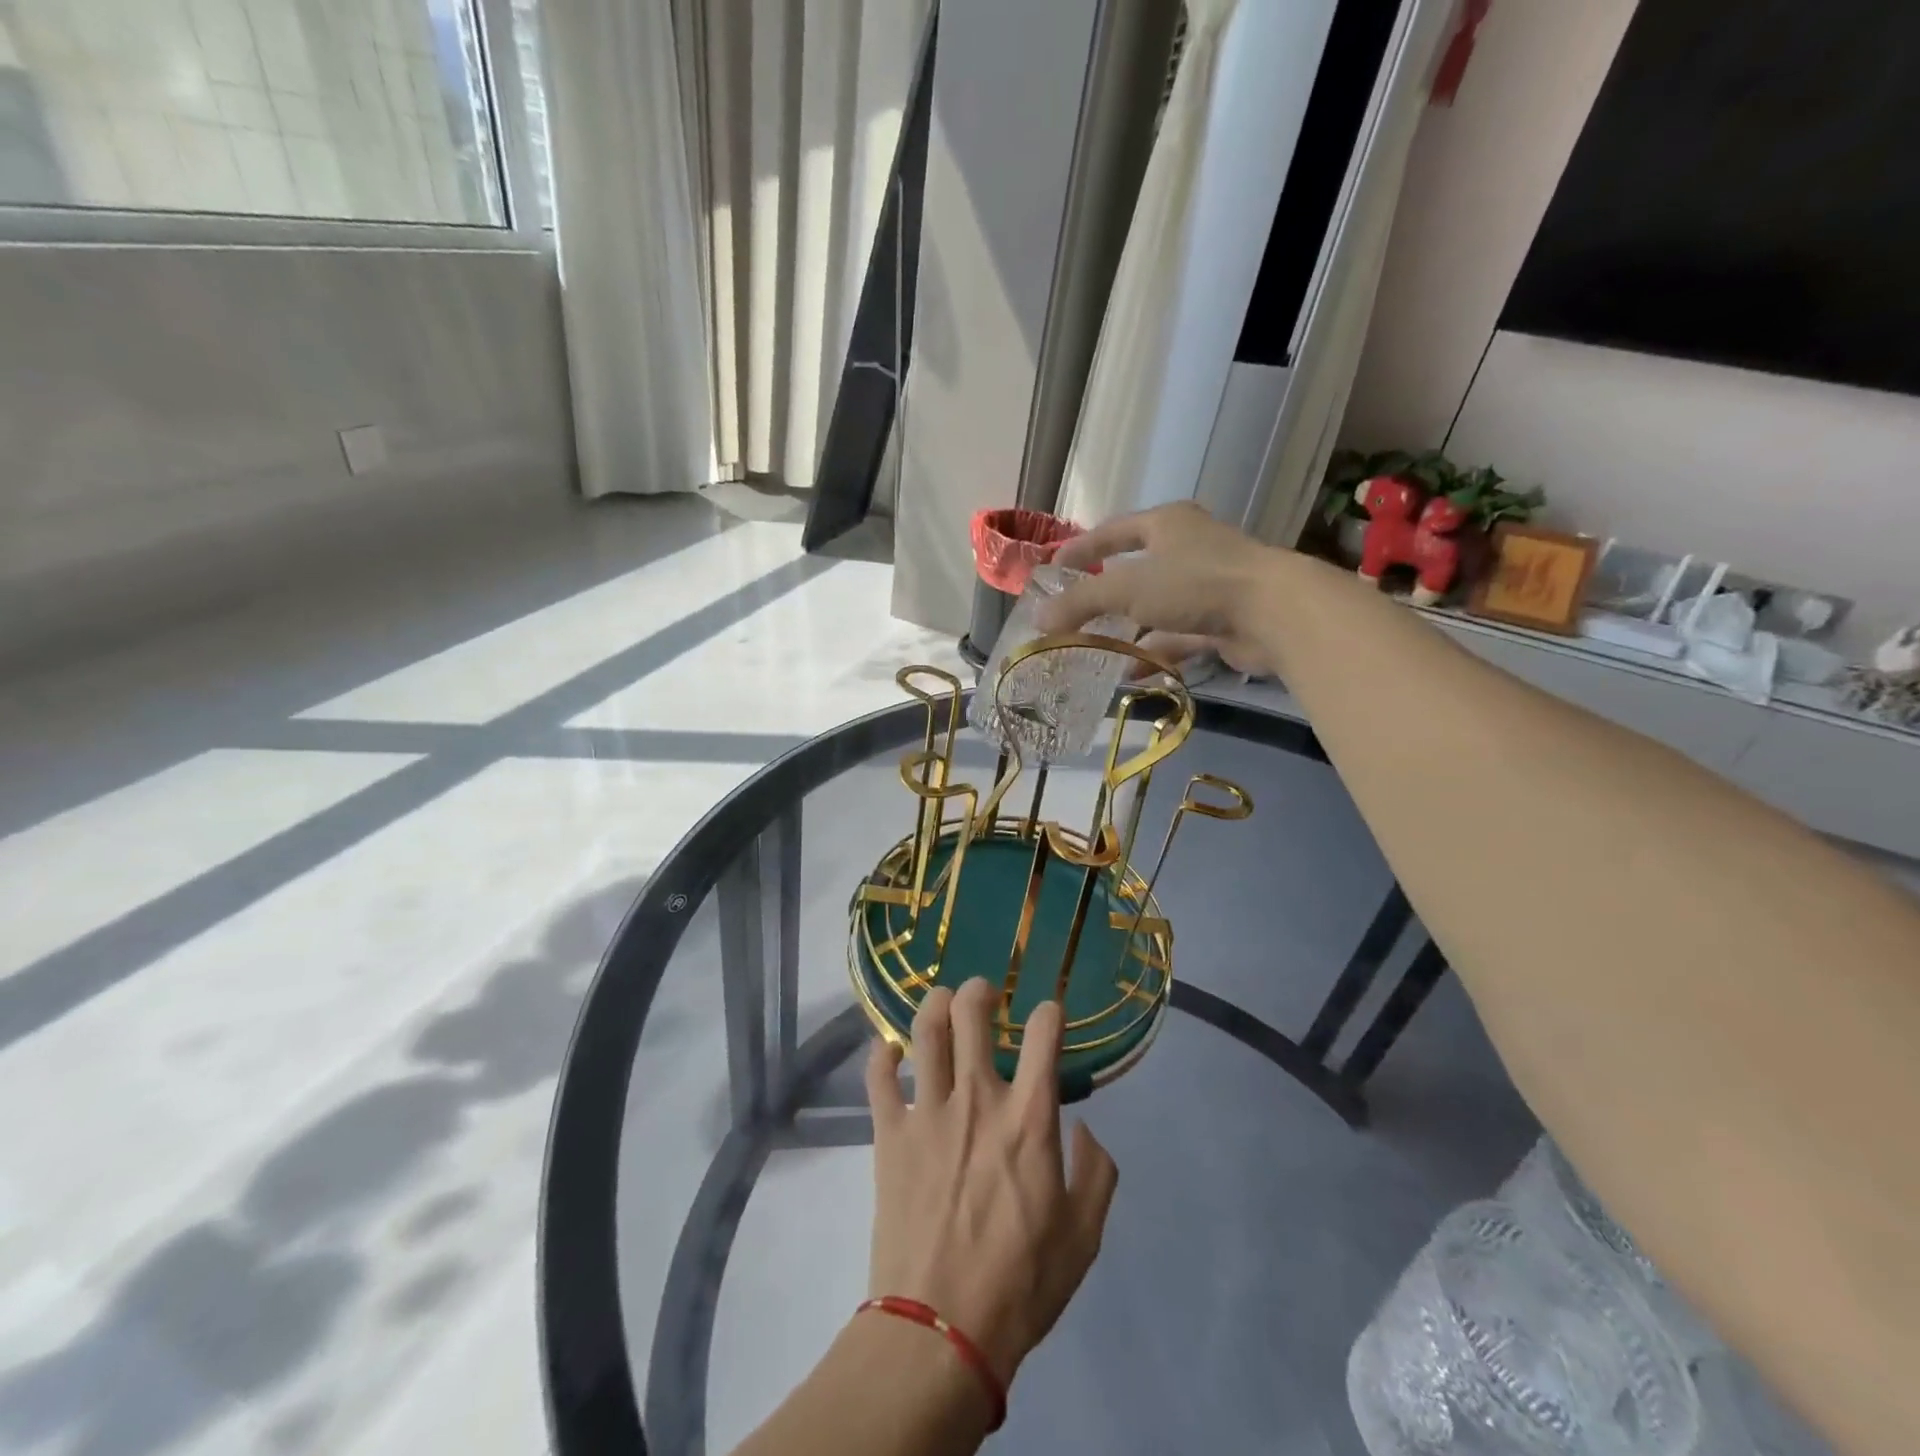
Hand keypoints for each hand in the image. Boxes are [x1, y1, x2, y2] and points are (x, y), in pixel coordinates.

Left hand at [864, 979, 1118, 1389]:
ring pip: (925, 1030)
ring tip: (941, 1003)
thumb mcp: (1084, 1236)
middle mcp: (978, 1098)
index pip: (1043, 1033)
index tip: (1048, 1015)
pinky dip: (881, 1054)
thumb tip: (1084, 1129)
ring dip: (934, 1004)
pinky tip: (890, 1051)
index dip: (1049, 1012)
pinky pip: (877, 1075)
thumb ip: (1097, 1173)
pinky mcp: (889, 1132)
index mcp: (1029, 1117)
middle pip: (972, 1012)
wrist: (941, 1330)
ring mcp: (927, 1111)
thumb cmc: (1021, 1284)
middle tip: (984, 993)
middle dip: (980, 991)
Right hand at [1042, 501, 1286, 674]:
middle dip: (1104, 594)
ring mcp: (1207, 587)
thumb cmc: (1194, 583)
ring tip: (1094, 649)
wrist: (1272, 613)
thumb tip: (1038, 619)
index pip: (1113, 531)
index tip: (1054, 567)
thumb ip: (1081, 602)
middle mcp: (1188, 549)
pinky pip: (1177, 638)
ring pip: (1156, 608)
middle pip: (1135, 571)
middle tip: (1073, 613)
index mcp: (1166, 525)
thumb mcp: (1126, 588)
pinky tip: (1130, 673)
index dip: (1082, 548)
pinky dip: (1153, 653)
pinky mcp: (1221, 622)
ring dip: (1127, 629)